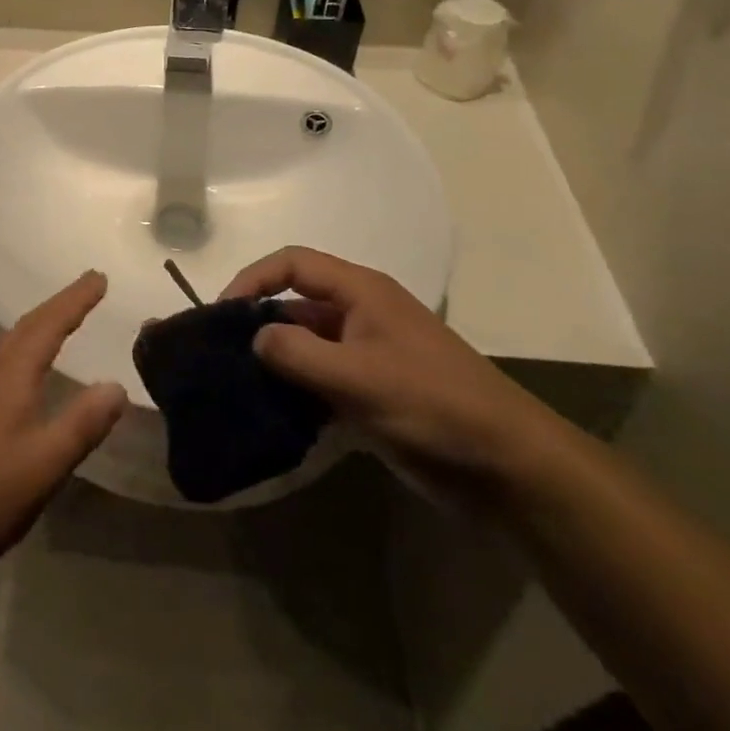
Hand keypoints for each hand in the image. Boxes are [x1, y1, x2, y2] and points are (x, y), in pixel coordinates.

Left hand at [0, 272, 125, 577]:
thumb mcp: (42, 466)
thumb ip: (81, 425)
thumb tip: (117, 385)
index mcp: (10, 376)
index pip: (49, 325)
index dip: (76, 299)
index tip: (99, 276)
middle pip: (27, 327)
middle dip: (59, 305)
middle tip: (87, 288)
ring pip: (9, 346)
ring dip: (39, 327)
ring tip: (61, 323)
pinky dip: (22, 353)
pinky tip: (23, 377)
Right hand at [225, 248, 555, 500]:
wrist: (508, 466)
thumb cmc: (432, 405)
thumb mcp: (358, 377)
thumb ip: (297, 353)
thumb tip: (255, 339)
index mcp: (361, 292)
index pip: (293, 264)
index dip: (253, 279)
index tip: (221, 313)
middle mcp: (361, 314)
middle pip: (297, 302)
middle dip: (259, 323)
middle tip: (222, 354)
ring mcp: (369, 353)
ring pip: (308, 343)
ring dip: (277, 360)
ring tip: (240, 385)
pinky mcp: (374, 391)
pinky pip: (323, 378)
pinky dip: (298, 389)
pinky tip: (276, 413)